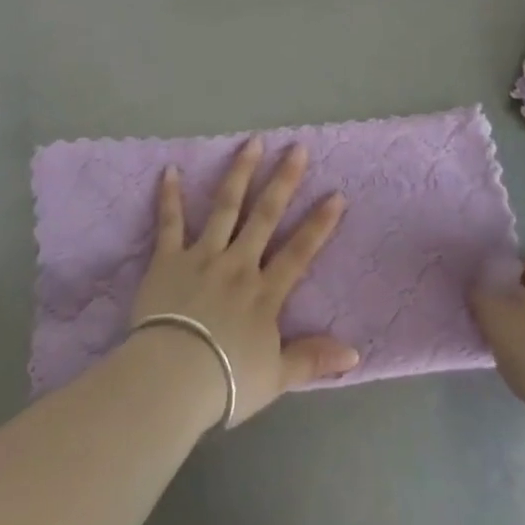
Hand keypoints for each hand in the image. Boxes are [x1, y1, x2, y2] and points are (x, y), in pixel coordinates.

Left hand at [131, 138, 357, 426]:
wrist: (173, 377)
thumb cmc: (226, 382)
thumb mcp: (277, 377)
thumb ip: (313, 359)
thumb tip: (356, 354)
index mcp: (264, 292)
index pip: (298, 252)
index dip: (319, 224)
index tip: (336, 194)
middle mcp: (238, 264)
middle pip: (265, 216)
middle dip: (283, 180)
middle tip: (296, 147)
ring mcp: (203, 256)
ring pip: (225, 207)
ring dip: (240, 172)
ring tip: (252, 142)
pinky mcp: (168, 259)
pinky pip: (170, 222)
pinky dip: (170, 196)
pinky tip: (170, 169)